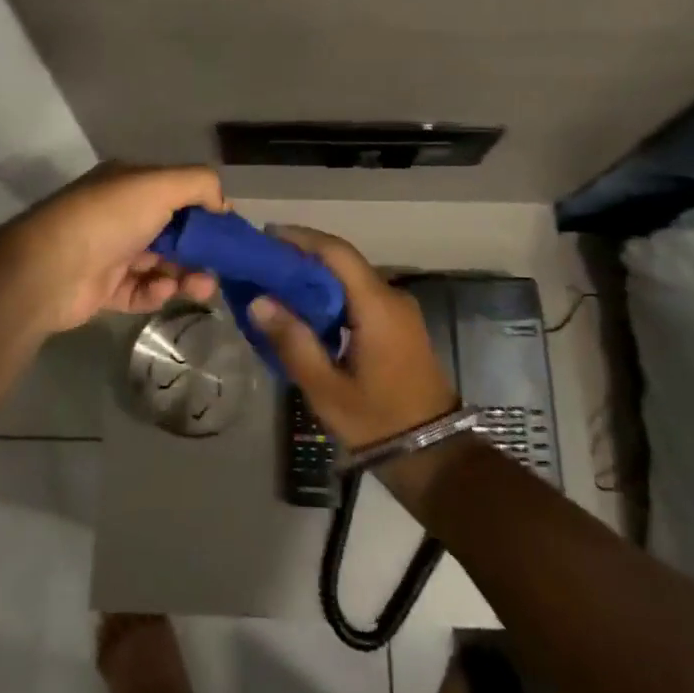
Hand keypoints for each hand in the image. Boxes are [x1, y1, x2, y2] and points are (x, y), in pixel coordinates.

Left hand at [7, 163, 225, 332]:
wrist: (49, 269)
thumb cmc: (109, 218)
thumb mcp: (159, 184)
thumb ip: (199, 184)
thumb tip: (223, 204)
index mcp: (130, 184)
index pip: (177, 193)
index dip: (205, 211)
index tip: (228, 233)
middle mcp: (121, 215)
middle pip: (173, 232)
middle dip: (200, 249)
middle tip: (221, 267)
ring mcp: (111, 253)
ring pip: (161, 264)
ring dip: (185, 274)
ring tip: (201, 287)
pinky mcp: (105, 289)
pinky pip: (141, 291)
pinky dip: (156, 292)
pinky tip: (162, 291)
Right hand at [247, 225, 458, 450]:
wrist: (435, 455)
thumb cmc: (378, 420)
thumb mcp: (327, 388)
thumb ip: (293, 341)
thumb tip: (258, 301)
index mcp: (376, 305)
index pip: (336, 252)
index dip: (301, 238)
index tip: (266, 236)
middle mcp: (391, 296)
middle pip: (343, 261)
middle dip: (303, 256)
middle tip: (263, 263)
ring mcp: (399, 310)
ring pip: (351, 277)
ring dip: (316, 275)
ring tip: (276, 284)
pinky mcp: (399, 325)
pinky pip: (360, 295)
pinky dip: (331, 293)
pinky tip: (306, 309)